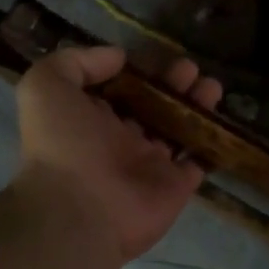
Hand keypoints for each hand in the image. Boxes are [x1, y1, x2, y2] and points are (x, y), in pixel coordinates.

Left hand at [14, 45, 223, 266]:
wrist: (80, 212)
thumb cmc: (62, 145)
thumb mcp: (46, 87)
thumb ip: (76, 62)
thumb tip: (117, 57)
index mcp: (89, 119)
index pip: (117, 90)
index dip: (136, 71)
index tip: (154, 56)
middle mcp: (119, 141)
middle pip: (152, 106)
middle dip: (172, 84)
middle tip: (189, 68)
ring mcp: (149, 165)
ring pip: (178, 130)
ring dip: (195, 106)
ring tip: (211, 86)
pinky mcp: (175, 186)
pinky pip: (198, 161)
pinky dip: (211, 143)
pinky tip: (221, 120)